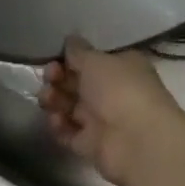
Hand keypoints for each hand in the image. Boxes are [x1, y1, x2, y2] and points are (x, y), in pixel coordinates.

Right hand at [38, 35, 184, 185]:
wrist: (137, 141)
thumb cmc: (119, 90)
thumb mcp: (96, 60)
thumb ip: (78, 51)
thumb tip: (71, 41)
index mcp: (122, 67)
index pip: (92, 60)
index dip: (71, 58)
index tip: (56, 57)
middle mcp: (113, 92)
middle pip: (77, 83)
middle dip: (58, 78)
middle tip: (50, 77)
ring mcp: (102, 120)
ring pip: (69, 107)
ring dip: (54, 100)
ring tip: (48, 100)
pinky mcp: (91, 144)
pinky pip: (68, 132)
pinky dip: (59, 126)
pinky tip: (57, 120)